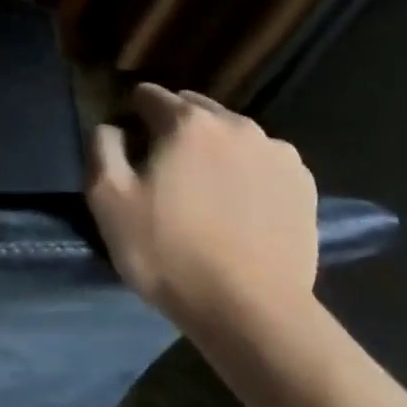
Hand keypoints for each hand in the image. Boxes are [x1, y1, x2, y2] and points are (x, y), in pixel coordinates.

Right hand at [87, 84, 317, 331]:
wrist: (251, 311)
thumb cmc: (169, 252)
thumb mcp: (107, 199)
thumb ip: (102, 147)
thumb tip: (113, 126)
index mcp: (187, 122)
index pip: (149, 95)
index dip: (132, 115)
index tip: (128, 148)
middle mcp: (236, 124)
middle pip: (193, 108)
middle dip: (174, 128)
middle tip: (163, 171)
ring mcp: (277, 152)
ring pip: (231, 133)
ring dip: (212, 148)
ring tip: (204, 191)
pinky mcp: (303, 184)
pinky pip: (263, 161)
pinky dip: (246, 171)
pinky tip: (239, 207)